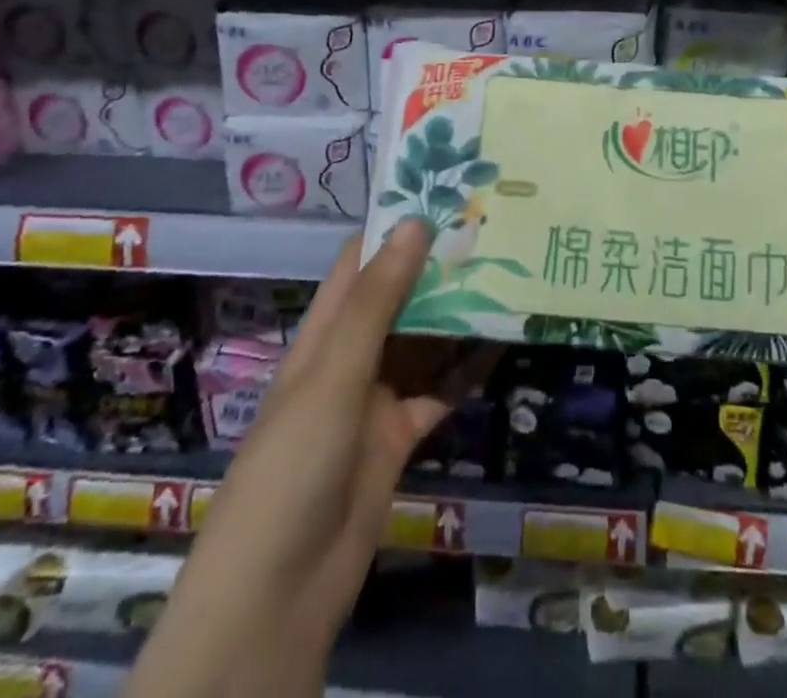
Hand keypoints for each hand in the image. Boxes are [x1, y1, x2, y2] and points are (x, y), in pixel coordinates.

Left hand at [127, 219, 494, 697]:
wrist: (279, 592)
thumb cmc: (295, 463)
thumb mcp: (334, 374)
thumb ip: (377, 301)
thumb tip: (415, 222)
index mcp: (324, 333)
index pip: (359, 262)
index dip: (396, 226)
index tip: (445, 193)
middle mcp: (350, 357)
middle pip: (399, 298)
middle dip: (438, 267)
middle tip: (494, 230)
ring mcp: (376, 399)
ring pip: (424, 342)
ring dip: (458, 316)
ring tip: (508, 274)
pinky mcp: (400, 437)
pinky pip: (440, 392)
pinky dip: (467, 370)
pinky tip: (503, 344)